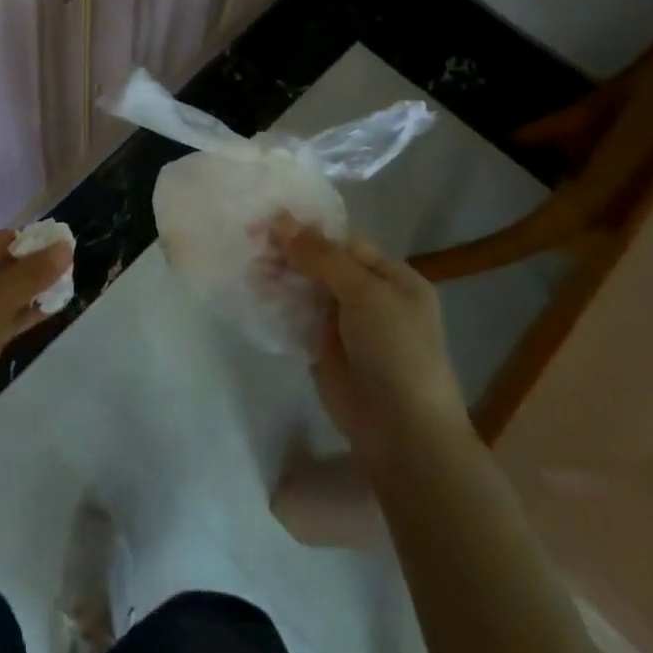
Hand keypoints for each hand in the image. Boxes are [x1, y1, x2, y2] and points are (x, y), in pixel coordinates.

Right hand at [267, 217, 470, 463]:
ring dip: (278, 276)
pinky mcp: (322, 349)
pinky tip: (252, 293)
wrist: (402, 433)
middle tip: (250, 242)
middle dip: (288, 252)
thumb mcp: (366, 293)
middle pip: (321, 264)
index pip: (344, 242)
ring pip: (305, 289)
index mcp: (392, 278)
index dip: (308, 230)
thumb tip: (282, 221)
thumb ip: (322, 257)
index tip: (268, 220)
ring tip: (249, 268)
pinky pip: (296, 318)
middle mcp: (369, 297)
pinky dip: (276, 305)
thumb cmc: (396, 351)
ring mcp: (344, 325)